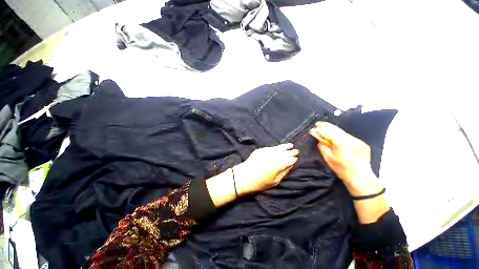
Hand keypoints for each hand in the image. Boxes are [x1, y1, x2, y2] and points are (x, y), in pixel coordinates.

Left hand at [233, 143, 298, 195]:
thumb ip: (284, 171)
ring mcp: (267, 151)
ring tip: (290, 145)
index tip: (296, 158)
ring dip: (285, 147)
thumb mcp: (275, 181)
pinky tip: (279, 147)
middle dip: (290, 152)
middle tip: (296, 151)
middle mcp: (274, 155)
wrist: (244, 176)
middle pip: (285, 152)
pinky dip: (276, 147)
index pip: (289, 160)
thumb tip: (290, 165)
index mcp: (279, 164)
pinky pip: (271, 147)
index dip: (293, 159)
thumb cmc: (260, 182)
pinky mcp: (261, 150)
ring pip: (278, 148)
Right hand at [309, 122, 388, 223]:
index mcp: (344, 146)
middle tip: (316, 130)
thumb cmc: (345, 175)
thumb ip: (324, 148)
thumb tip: (319, 139)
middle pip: (336, 129)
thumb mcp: (330, 162)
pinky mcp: (361, 145)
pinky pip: (345, 137)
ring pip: (341, 132)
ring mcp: (359, 143)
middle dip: (325, 128)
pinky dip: (337, 136)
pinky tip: (333, 140)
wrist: (364, 183)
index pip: (330, 131)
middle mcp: (353, 141)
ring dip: (331, 132)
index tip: (313, 128)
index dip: (320, 128)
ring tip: (323, 134)